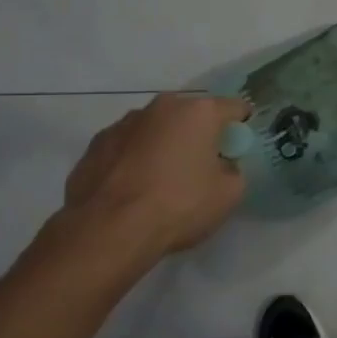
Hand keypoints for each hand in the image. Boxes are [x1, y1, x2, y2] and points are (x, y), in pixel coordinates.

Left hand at [55, 93, 250, 265]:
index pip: (234, 108)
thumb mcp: (229, 194)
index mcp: (198, 112)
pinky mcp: (95, 145)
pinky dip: (134, 160)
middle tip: (200, 167)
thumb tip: (220, 166)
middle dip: (198, 135)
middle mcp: (160, 107)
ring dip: (163, 145)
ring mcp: (122, 123)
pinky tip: (133, 189)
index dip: (241, 127)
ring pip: (155, 129)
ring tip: (161, 181)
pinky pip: (127, 147)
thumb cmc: (179, 205)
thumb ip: (232, 170)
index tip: (238, 149)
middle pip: (191, 115)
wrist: (108, 230)